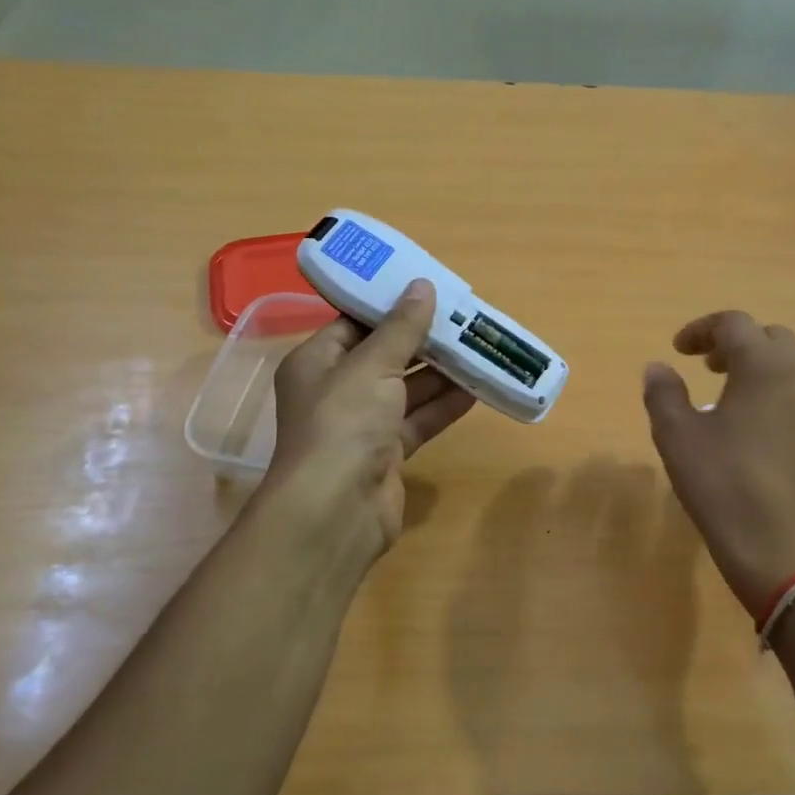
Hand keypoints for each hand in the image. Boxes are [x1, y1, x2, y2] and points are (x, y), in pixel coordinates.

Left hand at [263, 279, 476, 565]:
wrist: (336, 510)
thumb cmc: (344, 422)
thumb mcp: (372, 364)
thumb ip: (401, 327)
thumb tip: (422, 285)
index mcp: (316, 361)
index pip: (353, 323)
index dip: (389, 305)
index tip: (427, 289)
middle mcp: (335, 390)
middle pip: (384, 356)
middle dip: (423, 340)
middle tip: (463, 318)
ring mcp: (361, 425)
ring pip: (405, 390)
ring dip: (440, 373)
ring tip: (478, 348)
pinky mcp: (385, 454)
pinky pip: (417, 421)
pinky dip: (442, 407)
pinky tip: (476, 391)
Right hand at [642, 311, 794, 620]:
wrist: (783, 550)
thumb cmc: (723, 484)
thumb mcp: (677, 436)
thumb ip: (664, 393)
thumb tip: (658, 367)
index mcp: (766, 367)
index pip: (734, 324)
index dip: (701, 330)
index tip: (678, 351)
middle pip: (771, 339)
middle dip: (736, 345)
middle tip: (707, 369)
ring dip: (761, 371)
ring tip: (732, 400)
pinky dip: (780, 399)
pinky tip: (760, 435)